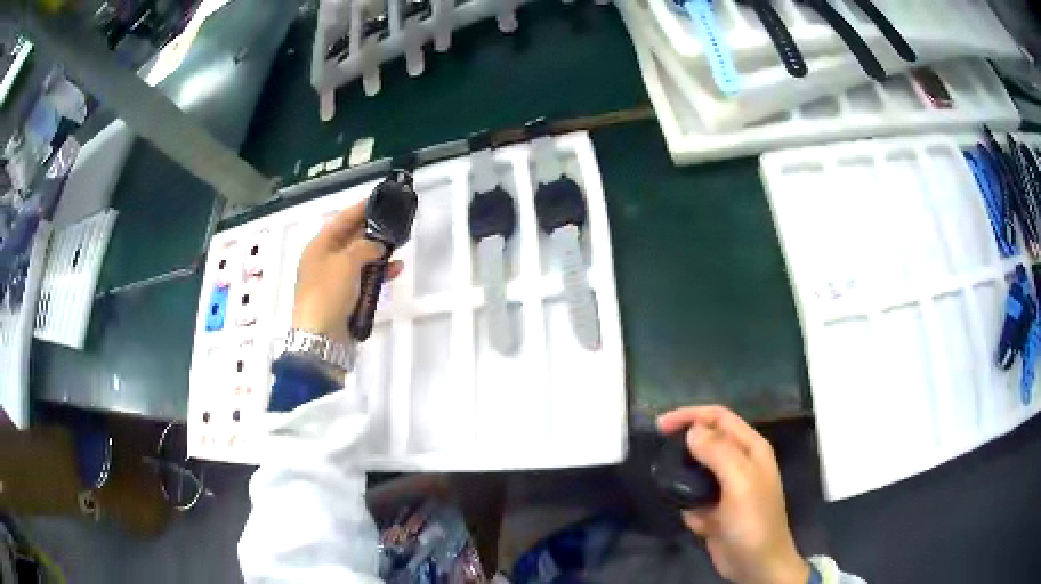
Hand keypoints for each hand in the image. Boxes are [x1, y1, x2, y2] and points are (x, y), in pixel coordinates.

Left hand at [292, 200, 401, 343]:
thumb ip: (364, 247)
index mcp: (318, 247)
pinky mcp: (345, 298)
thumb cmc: (328, 294)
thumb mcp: (346, 263)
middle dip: (372, 230)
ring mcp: (335, 281)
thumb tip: (376, 244)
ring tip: (399, 244)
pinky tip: (395, 269)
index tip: (379, 198)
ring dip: (378, 252)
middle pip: (350, 239)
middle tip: (394, 221)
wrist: (321, 339)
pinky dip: (378, 274)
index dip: (359, 208)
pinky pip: (364, 279)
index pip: (341, 220)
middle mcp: (325, 260)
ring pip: (360, 259)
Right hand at [658, 406, 807, 583]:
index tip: (660, 426)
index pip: (718, 417)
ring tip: (684, 499)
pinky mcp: (716, 510)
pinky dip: (692, 509)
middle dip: (685, 450)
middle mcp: (740, 463)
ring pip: (696, 473)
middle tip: (661, 459)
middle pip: (706, 442)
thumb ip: (718, 452)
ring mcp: (728, 488)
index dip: (690, 415)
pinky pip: (694, 499)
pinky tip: (701, 524)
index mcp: (751, 449)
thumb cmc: (753, 520)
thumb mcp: (740, 481)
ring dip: (686, 485)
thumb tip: (692, 430)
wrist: (756, 565)